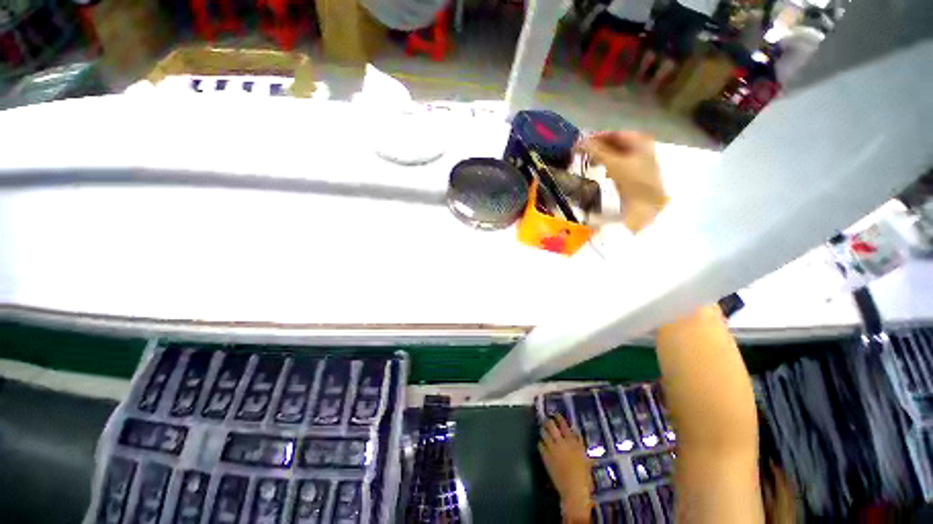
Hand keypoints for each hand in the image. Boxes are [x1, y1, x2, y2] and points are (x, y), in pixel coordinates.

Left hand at [539, 415, 593, 522]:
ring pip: (544, 433)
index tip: (556, 414)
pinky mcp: (546, 457)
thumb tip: (575, 434)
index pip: (564, 424)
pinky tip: (542, 444)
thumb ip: (579, 444)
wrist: (574, 491)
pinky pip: (540, 445)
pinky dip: (541, 443)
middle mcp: (561, 442)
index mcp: (573, 442)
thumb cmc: (584, 477)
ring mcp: (552, 449)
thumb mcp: (585, 458)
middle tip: (547, 420)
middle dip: (548, 421)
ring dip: (543, 430)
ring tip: (543, 429)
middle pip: (551, 426)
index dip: (559, 417)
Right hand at [578, 131, 667, 232]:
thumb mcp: (614, 163)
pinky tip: (602, 173)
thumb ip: (596, 151)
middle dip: (598, 148)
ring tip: (589, 163)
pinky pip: (618, 166)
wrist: (649, 206)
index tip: (580, 143)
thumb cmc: (634, 181)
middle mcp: (641, 148)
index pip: (613, 134)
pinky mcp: (635, 176)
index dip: (596, 137)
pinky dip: (608, 167)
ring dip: (602, 158)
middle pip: (615, 144)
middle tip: (581, 154)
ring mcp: (639, 163)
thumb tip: (579, 142)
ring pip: (616, 156)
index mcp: (639, 141)